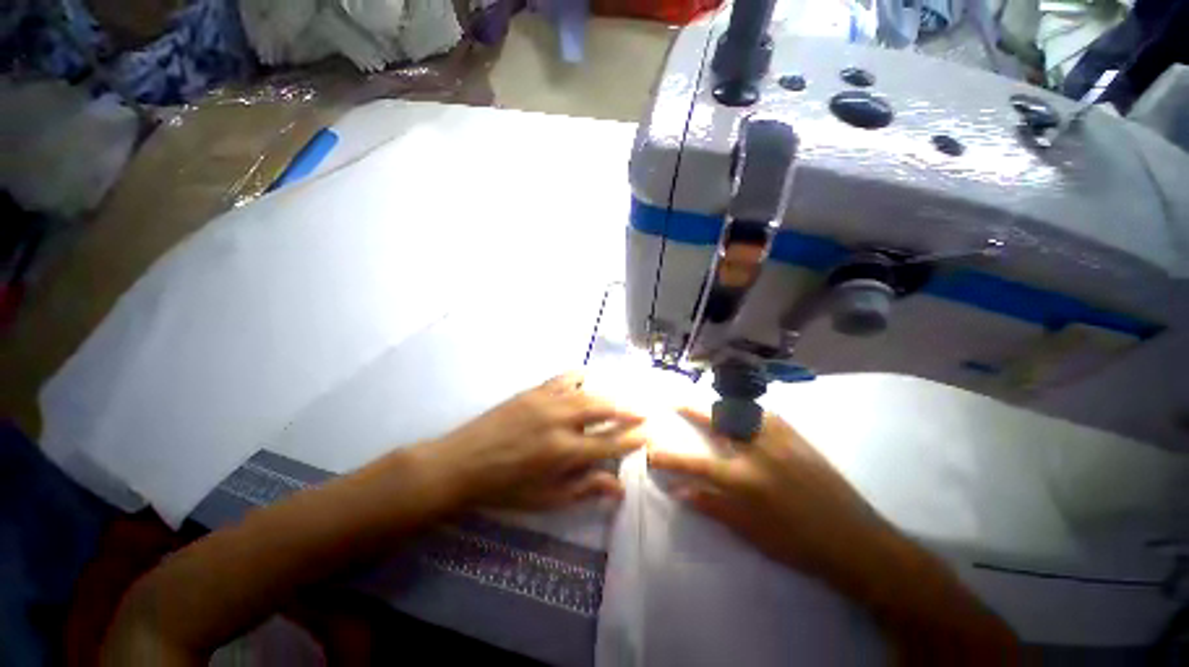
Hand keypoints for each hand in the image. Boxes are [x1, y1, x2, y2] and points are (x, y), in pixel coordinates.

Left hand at [432, 372, 646, 510]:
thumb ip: (584, 489)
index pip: (609, 442)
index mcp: (564, 452)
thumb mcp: (545, 499)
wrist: (461, 463)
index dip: (632, 438)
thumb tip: (619, 487)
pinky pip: (564, 378)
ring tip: (623, 396)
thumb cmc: (504, 488)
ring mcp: (546, 401)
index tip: (648, 434)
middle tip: (643, 411)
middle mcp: (560, 421)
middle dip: (628, 410)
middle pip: (604, 409)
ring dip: (609, 393)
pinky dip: (581, 377)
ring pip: (588, 391)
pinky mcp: (533, 390)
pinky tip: (588, 379)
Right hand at [648, 408, 892, 581]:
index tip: (651, 449)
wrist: (856, 541)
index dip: (668, 455)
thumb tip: (678, 490)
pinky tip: (740, 410)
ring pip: (740, 408)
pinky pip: (763, 411)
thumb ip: (711, 505)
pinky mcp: (796, 434)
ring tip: (704, 401)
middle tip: (675, 399)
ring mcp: (779, 437)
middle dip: (691, 407)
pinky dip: (744, 407)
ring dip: (717, 402)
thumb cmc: (798, 544)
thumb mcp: (750, 531)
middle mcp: (758, 450)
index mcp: (744, 479)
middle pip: (716, 418)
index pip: (695, 462)